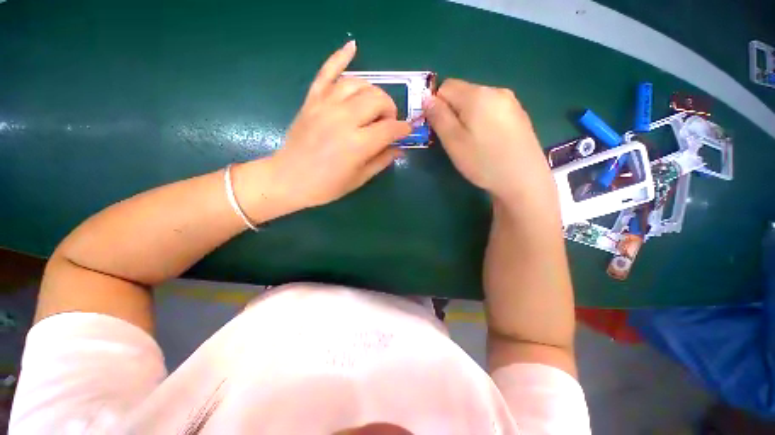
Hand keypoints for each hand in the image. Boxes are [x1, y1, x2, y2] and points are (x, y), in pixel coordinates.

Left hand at [259, 41, 409, 210]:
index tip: (406, 131)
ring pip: (358, 84)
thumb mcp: (359, 179)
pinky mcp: (312, 100)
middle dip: (389, 109)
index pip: (390, 128)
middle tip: (387, 123)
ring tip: (374, 105)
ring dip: (373, 92)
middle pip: (378, 99)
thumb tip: (399, 149)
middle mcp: (344, 119)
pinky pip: (326, 72)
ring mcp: (325, 106)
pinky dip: (340, 57)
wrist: (288, 179)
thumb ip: (381, 161)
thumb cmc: (326, 186)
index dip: (403, 129)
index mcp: (358, 144)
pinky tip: (352, 46)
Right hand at [424, 79, 554, 202]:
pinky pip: (491, 110)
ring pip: (477, 103)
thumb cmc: (483, 162)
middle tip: (455, 139)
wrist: (523, 180)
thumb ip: (438, 117)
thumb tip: (427, 98)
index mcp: (477, 95)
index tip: (440, 128)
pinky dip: (482, 121)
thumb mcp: (453, 142)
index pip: (446, 86)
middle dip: (453, 112)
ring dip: (467, 117)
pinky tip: (488, 141)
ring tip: (472, 142)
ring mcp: (511, 102)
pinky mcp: (519, 114)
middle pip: (463, 93)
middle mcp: (496, 91)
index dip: (437, 105)